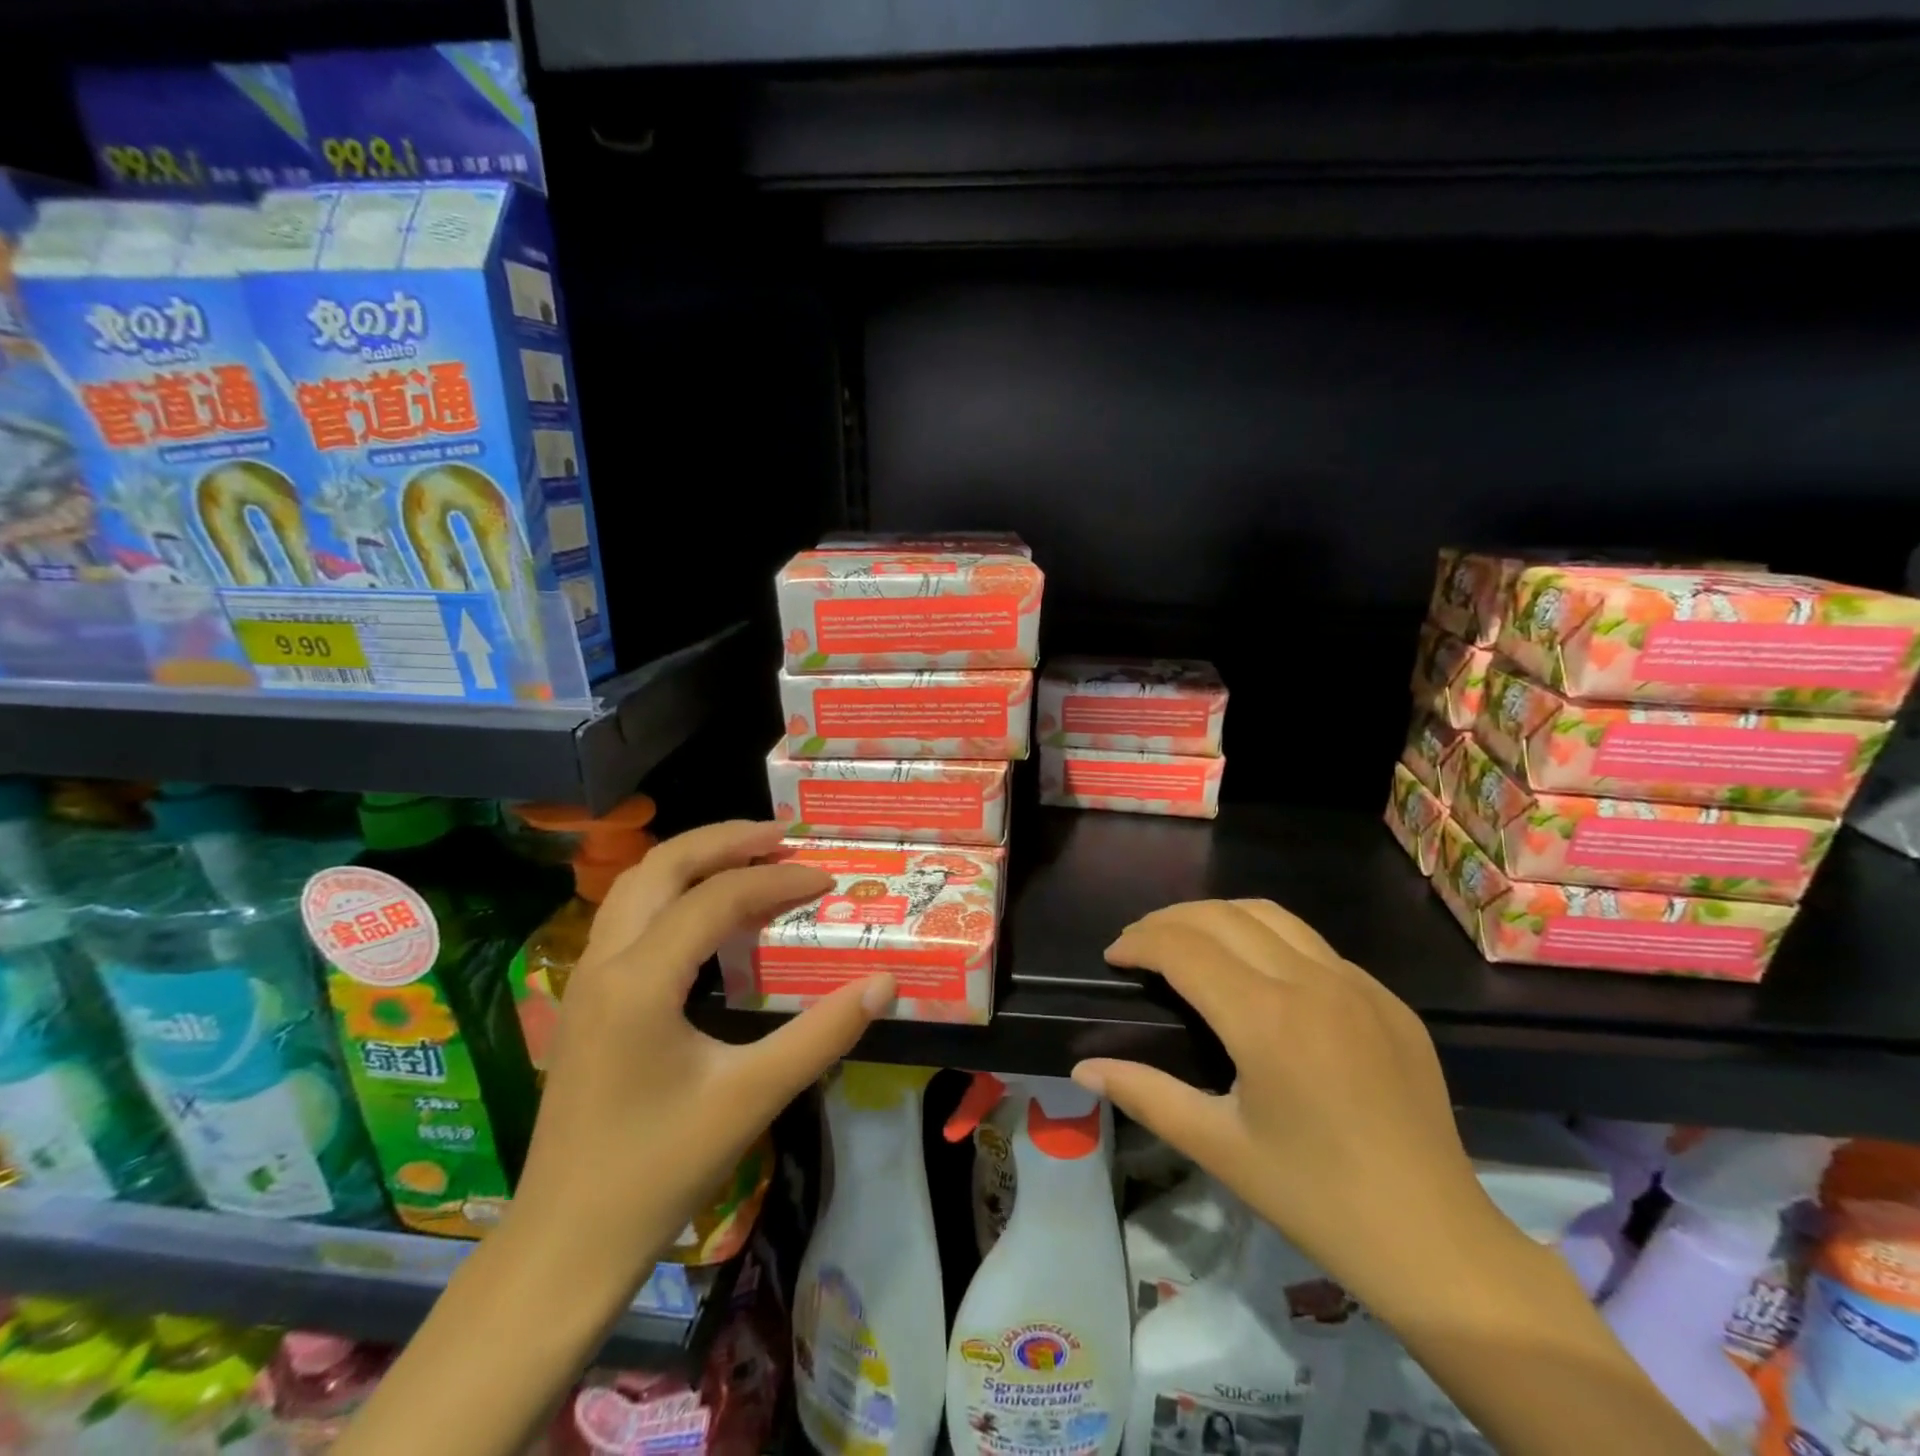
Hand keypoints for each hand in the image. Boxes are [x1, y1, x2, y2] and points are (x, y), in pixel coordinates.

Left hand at [506, 820, 895, 1288]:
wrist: (564, 1245)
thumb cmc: (659, 1171)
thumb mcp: (752, 1098)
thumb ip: (823, 1034)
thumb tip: (885, 982)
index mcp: (640, 980)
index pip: (717, 898)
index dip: (778, 880)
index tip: (827, 881)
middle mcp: (605, 962)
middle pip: (664, 865)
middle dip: (727, 839)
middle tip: (784, 836)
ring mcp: (586, 979)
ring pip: (638, 884)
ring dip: (695, 859)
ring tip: (751, 857)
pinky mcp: (586, 999)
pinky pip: (630, 914)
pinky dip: (674, 890)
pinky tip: (708, 913)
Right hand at [1071, 898, 1495, 1309]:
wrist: (1437, 1242)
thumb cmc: (1315, 1199)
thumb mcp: (1218, 1147)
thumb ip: (1145, 1094)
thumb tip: (1082, 1068)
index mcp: (1265, 1018)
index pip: (1183, 947)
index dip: (1139, 942)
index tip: (1113, 957)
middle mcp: (1312, 981)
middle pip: (1221, 915)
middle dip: (1168, 920)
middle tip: (1139, 945)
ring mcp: (1358, 985)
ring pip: (1271, 915)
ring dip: (1218, 917)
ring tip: (1188, 943)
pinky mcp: (1388, 1000)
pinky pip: (1315, 947)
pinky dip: (1268, 941)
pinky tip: (1259, 979)